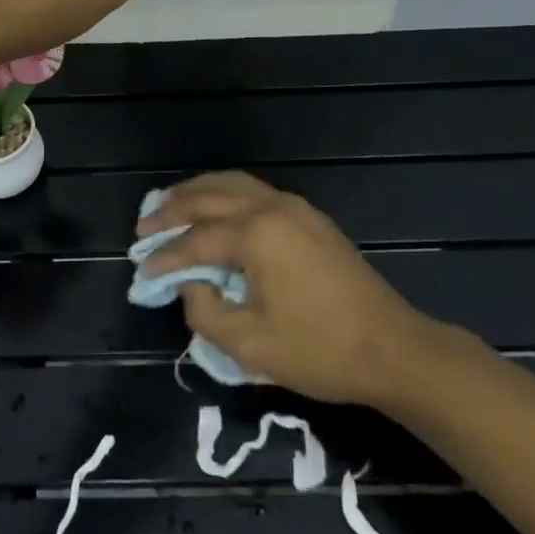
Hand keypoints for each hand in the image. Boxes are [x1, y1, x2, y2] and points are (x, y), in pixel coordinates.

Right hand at [138, 171, 433, 405]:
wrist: (392, 347)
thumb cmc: (319, 350)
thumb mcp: (251, 346)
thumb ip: (205, 312)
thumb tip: (190, 284)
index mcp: (256, 234)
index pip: (196, 240)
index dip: (165, 256)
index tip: (142, 270)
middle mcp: (271, 207)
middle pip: (209, 197)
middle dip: (172, 210)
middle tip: (144, 226)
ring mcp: (293, 206)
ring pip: (232, 183)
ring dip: (197, 192)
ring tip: (170, 204)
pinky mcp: (308, 215)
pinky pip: (253, 190)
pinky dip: (223, 193)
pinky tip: (214, 208)